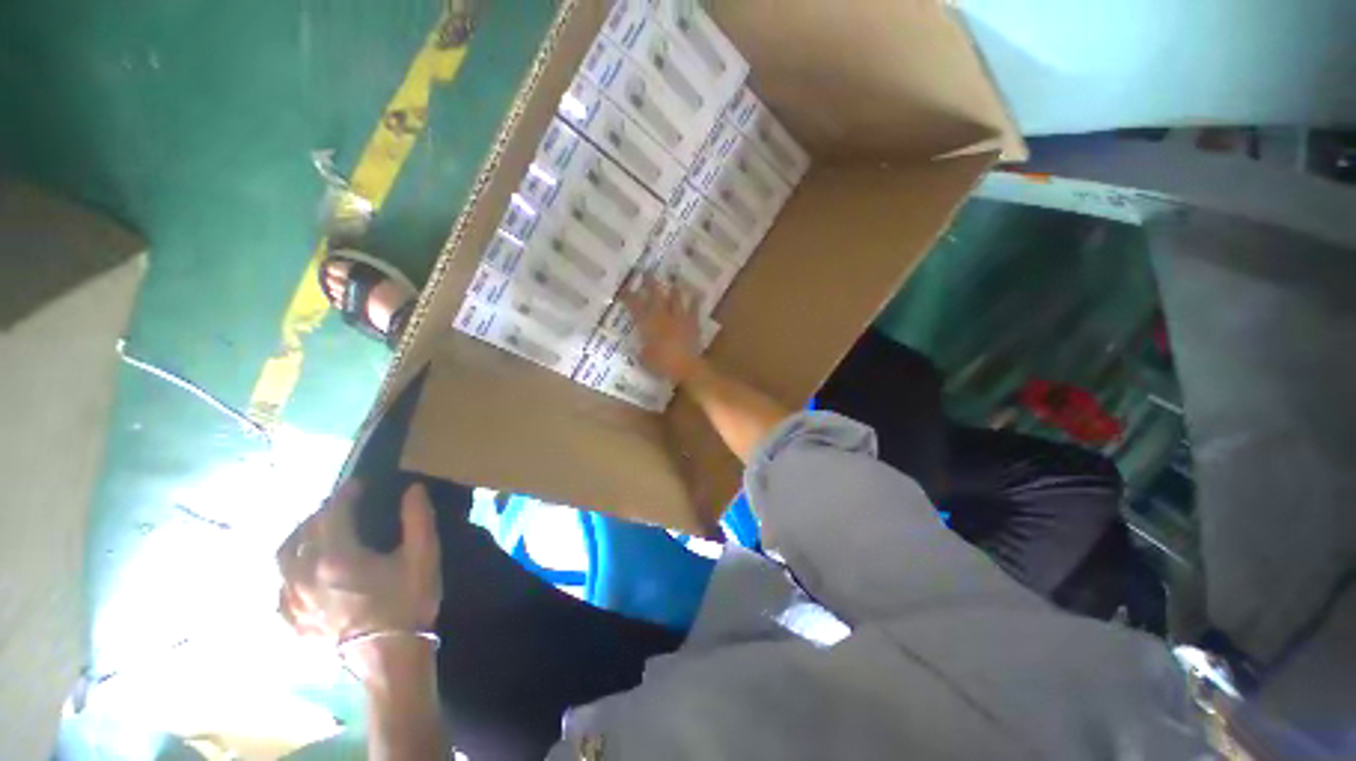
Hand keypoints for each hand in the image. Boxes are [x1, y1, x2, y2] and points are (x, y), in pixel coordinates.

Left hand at [276, 481, 441, 662]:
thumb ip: (418, 518)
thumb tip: (413, 489)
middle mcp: (304, 575)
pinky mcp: (294, 622)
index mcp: (336, 556)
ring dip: (298, 539)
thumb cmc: (408, 602)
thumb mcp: (423, 555)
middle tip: (341, 506)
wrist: (390, 658)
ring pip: (283, 559)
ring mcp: (294, 602)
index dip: (345, 495)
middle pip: (303, 533)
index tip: (358, 484)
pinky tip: (302, 575)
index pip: (332, 514)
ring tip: (315, 534)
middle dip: (322, 513)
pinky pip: (280, 589)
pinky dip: (289, 572)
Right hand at [619, 273, 702, 382]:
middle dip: (650, 282)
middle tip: (646, 271)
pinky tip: (697, 293)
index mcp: (648, 325)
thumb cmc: (662, 365)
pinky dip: (695, 301)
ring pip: (676, 298)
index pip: (635, 306)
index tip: (623, 288)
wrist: (687, 368)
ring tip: (674, 278)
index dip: (628, 296)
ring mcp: (679, 318)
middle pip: (655, 295)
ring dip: (674, 287)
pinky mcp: (692, 324)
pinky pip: (694, 309)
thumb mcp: (644, 359)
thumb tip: (641, 345)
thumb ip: (642, 349)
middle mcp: (663, 317)